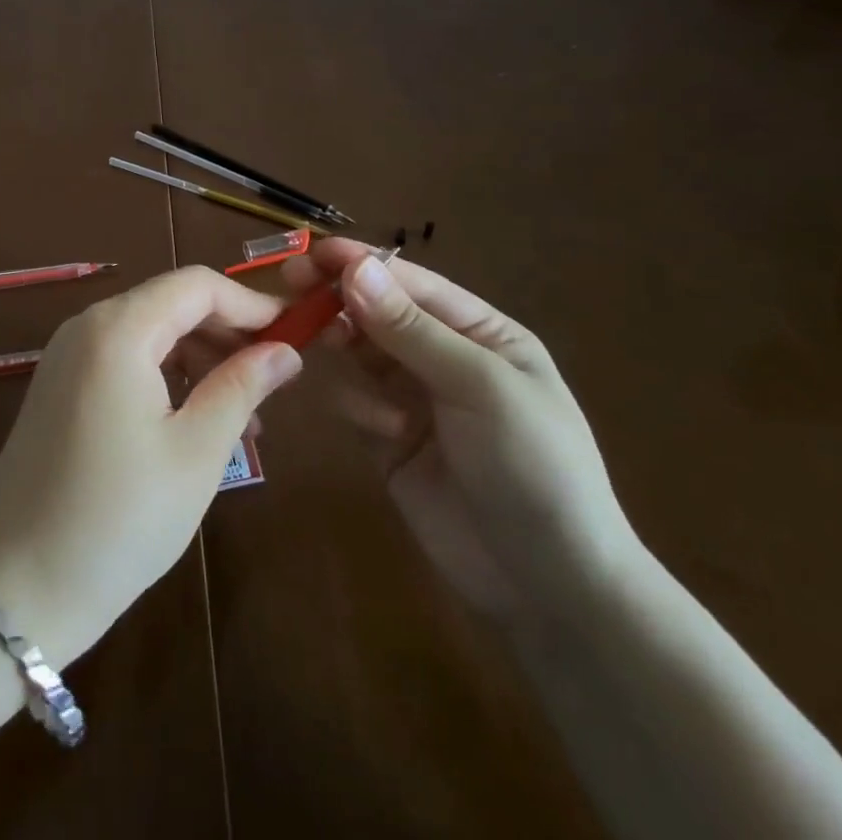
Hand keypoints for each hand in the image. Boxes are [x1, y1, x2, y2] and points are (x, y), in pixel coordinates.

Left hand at [0, 267, 298, 665]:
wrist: (12, 589)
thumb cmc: (118, 519)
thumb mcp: (195, 452)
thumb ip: (241, 388)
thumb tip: (285, 351)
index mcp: (118, 329)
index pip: (196, 285)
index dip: (250, 303)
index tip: (295, 334)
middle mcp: (86, 327)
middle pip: (170, 304)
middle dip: (227, 331)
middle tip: (275, 377)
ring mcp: (66, 356)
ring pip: (149, 332)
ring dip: (200, 357)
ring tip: (245, 412)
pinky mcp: (58, 387)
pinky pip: (123, 359)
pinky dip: (165, 375)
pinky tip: (195, 419)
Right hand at [291, 240, 643, 625]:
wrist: (551, 587)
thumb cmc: (533, 466)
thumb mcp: (480, 387)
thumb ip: (413, 329)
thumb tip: (355, 267)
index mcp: (479, 333)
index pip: (410, 283)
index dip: (360, 263)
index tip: (309, 254)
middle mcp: (442, 357)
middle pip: (376, 311)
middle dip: (338, 298)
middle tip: (291, 286)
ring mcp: (413, 399)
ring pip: (357, 351)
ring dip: (341, 345)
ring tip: (320, 344)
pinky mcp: (388, 440)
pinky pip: (352, 401)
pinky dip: (354, 404)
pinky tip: (381, 430)